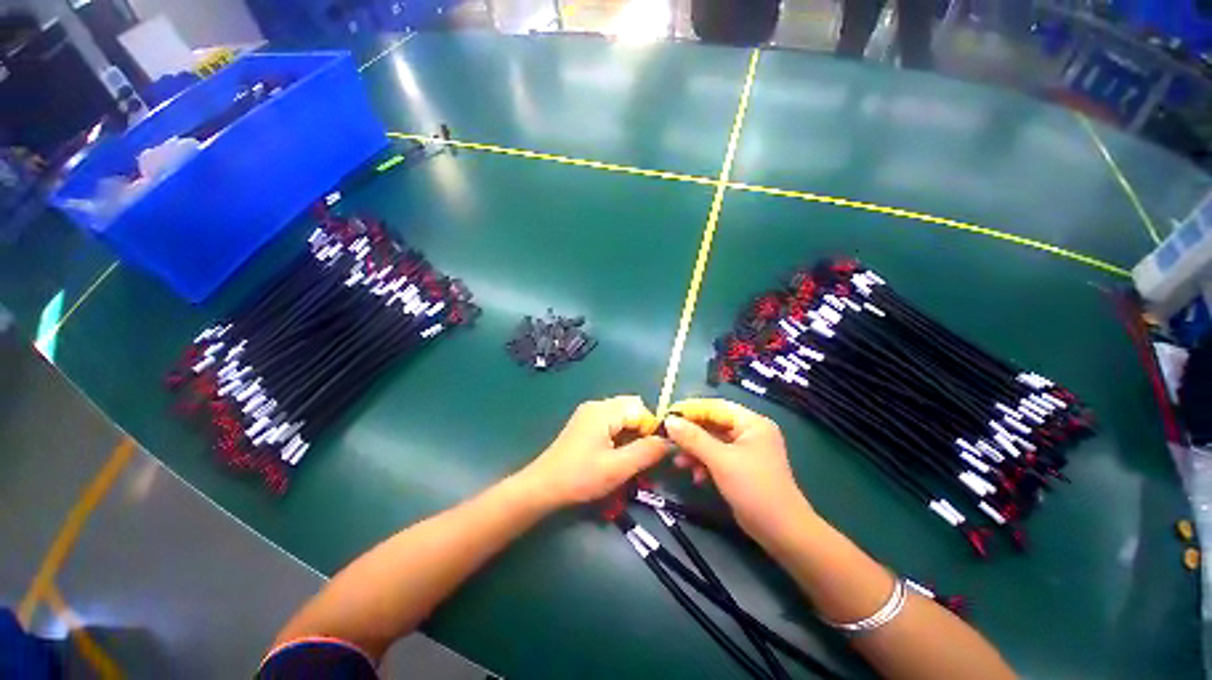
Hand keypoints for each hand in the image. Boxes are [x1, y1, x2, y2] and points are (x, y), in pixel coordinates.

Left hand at [520, 396, 669, 508]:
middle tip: (639, 456)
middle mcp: (597, 405)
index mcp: (604, 411)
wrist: (542, 487)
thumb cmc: (580, 477)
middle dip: (641, 430)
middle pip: (632, 408)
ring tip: (627, 458)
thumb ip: (647, 452)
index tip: (652, 453)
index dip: (651, 429)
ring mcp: (589, 413)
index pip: (641, 409)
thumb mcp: (618, 468)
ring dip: (631, 434)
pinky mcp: (584, 423)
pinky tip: (614, 454)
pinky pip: (611, 421)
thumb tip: (670, 442)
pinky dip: (619, 435)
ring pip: (623, 415)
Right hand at [664, 398, 815, 541]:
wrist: (781, 532)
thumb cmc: (754, 488)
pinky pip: (716, 457)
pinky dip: (703, 464)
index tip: (667, 416)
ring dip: (694, 452)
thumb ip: (693, 438)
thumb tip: (669, 421)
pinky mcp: (739, 467)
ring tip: (678, 463)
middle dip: (690, 435)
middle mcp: (748, 432)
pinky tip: (695, 477)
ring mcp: (744, 450)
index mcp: (751, 423)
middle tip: (668, 441)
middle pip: (712, 425)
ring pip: (711, 442)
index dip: (690, 410)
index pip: (715, 407)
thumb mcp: (721, 460)